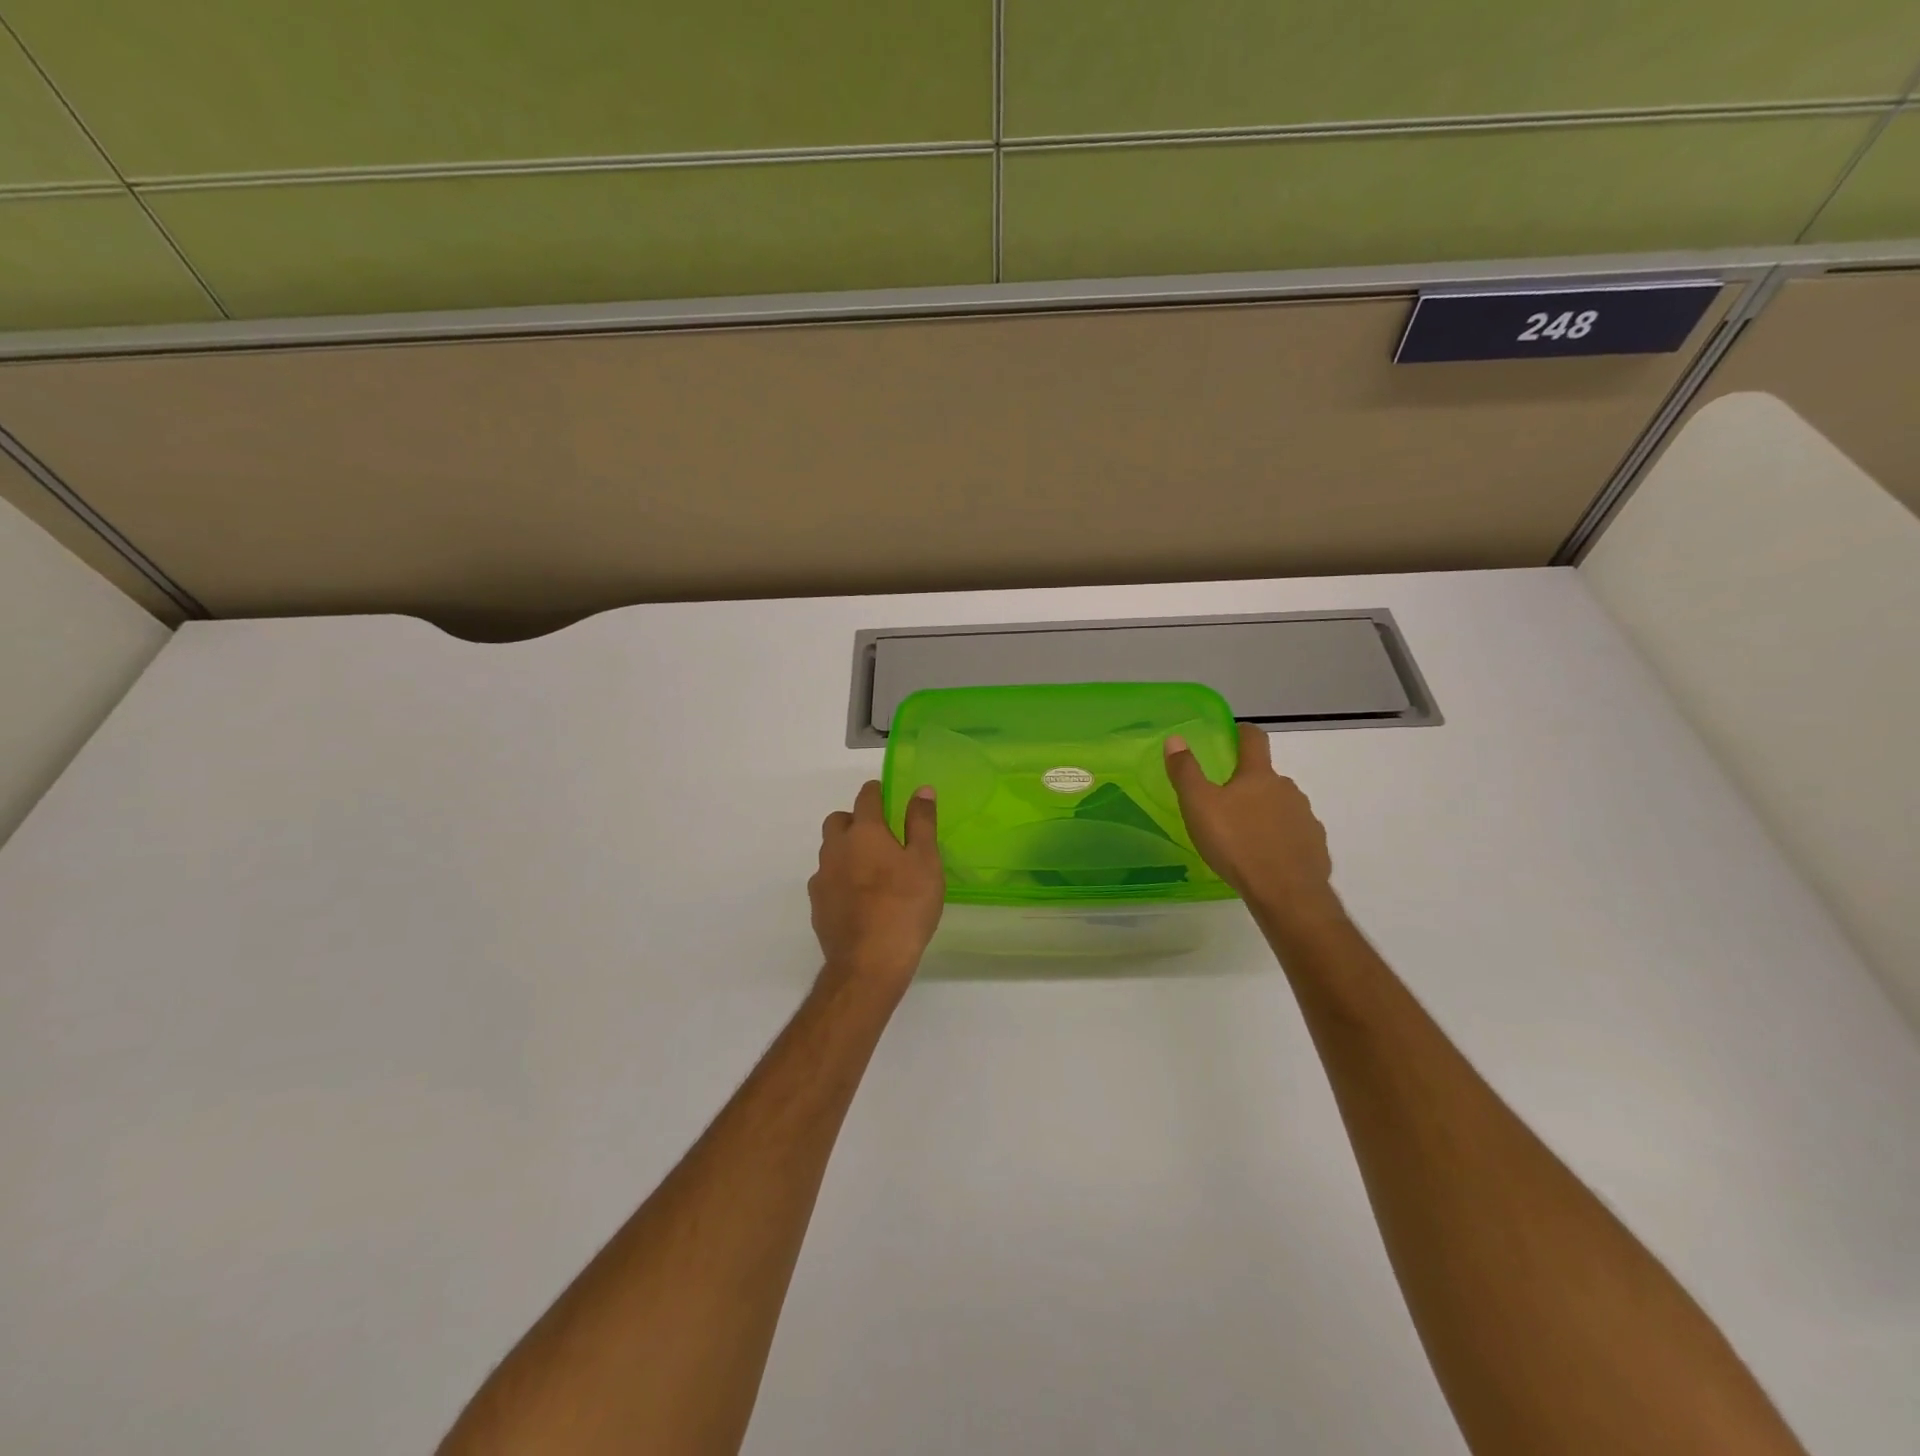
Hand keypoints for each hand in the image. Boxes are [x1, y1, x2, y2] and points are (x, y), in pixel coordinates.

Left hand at [809, 780, 944, 995]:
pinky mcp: (817, 905)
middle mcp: (836, 848)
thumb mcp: (925, 862)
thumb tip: (922, 790)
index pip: (866, 797)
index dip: (877, 792)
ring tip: (872, 870)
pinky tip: (859, 899)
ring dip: (847, 851)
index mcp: (864, 832)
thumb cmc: (905, 907)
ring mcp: (822, 878)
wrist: (869, 963)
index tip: (887, 796)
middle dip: (855, 820)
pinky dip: (840, 879)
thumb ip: (922, 823)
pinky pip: (827, 880)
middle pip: (839, 821)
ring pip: (830, 851)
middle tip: (881, 836)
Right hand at [1165, 724, 1343, 930]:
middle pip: (1267, 777)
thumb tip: (1176, 738)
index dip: (1242, 732)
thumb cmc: (1236, 844)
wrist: (1286, 893)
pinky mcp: (1315, 846)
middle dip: (1248, 784)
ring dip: (1264, 813)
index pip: (1254, 739)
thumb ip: (1186, 772)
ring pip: (1281, 806)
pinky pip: (1294, 835)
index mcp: (1258, 776)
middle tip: (1225, 804)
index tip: (1233, 734)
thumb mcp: (1199, 806)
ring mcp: (1306, 818)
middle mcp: (1287, 789)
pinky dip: (1280, 839)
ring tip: (1244, 836)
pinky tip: (1265, 859)